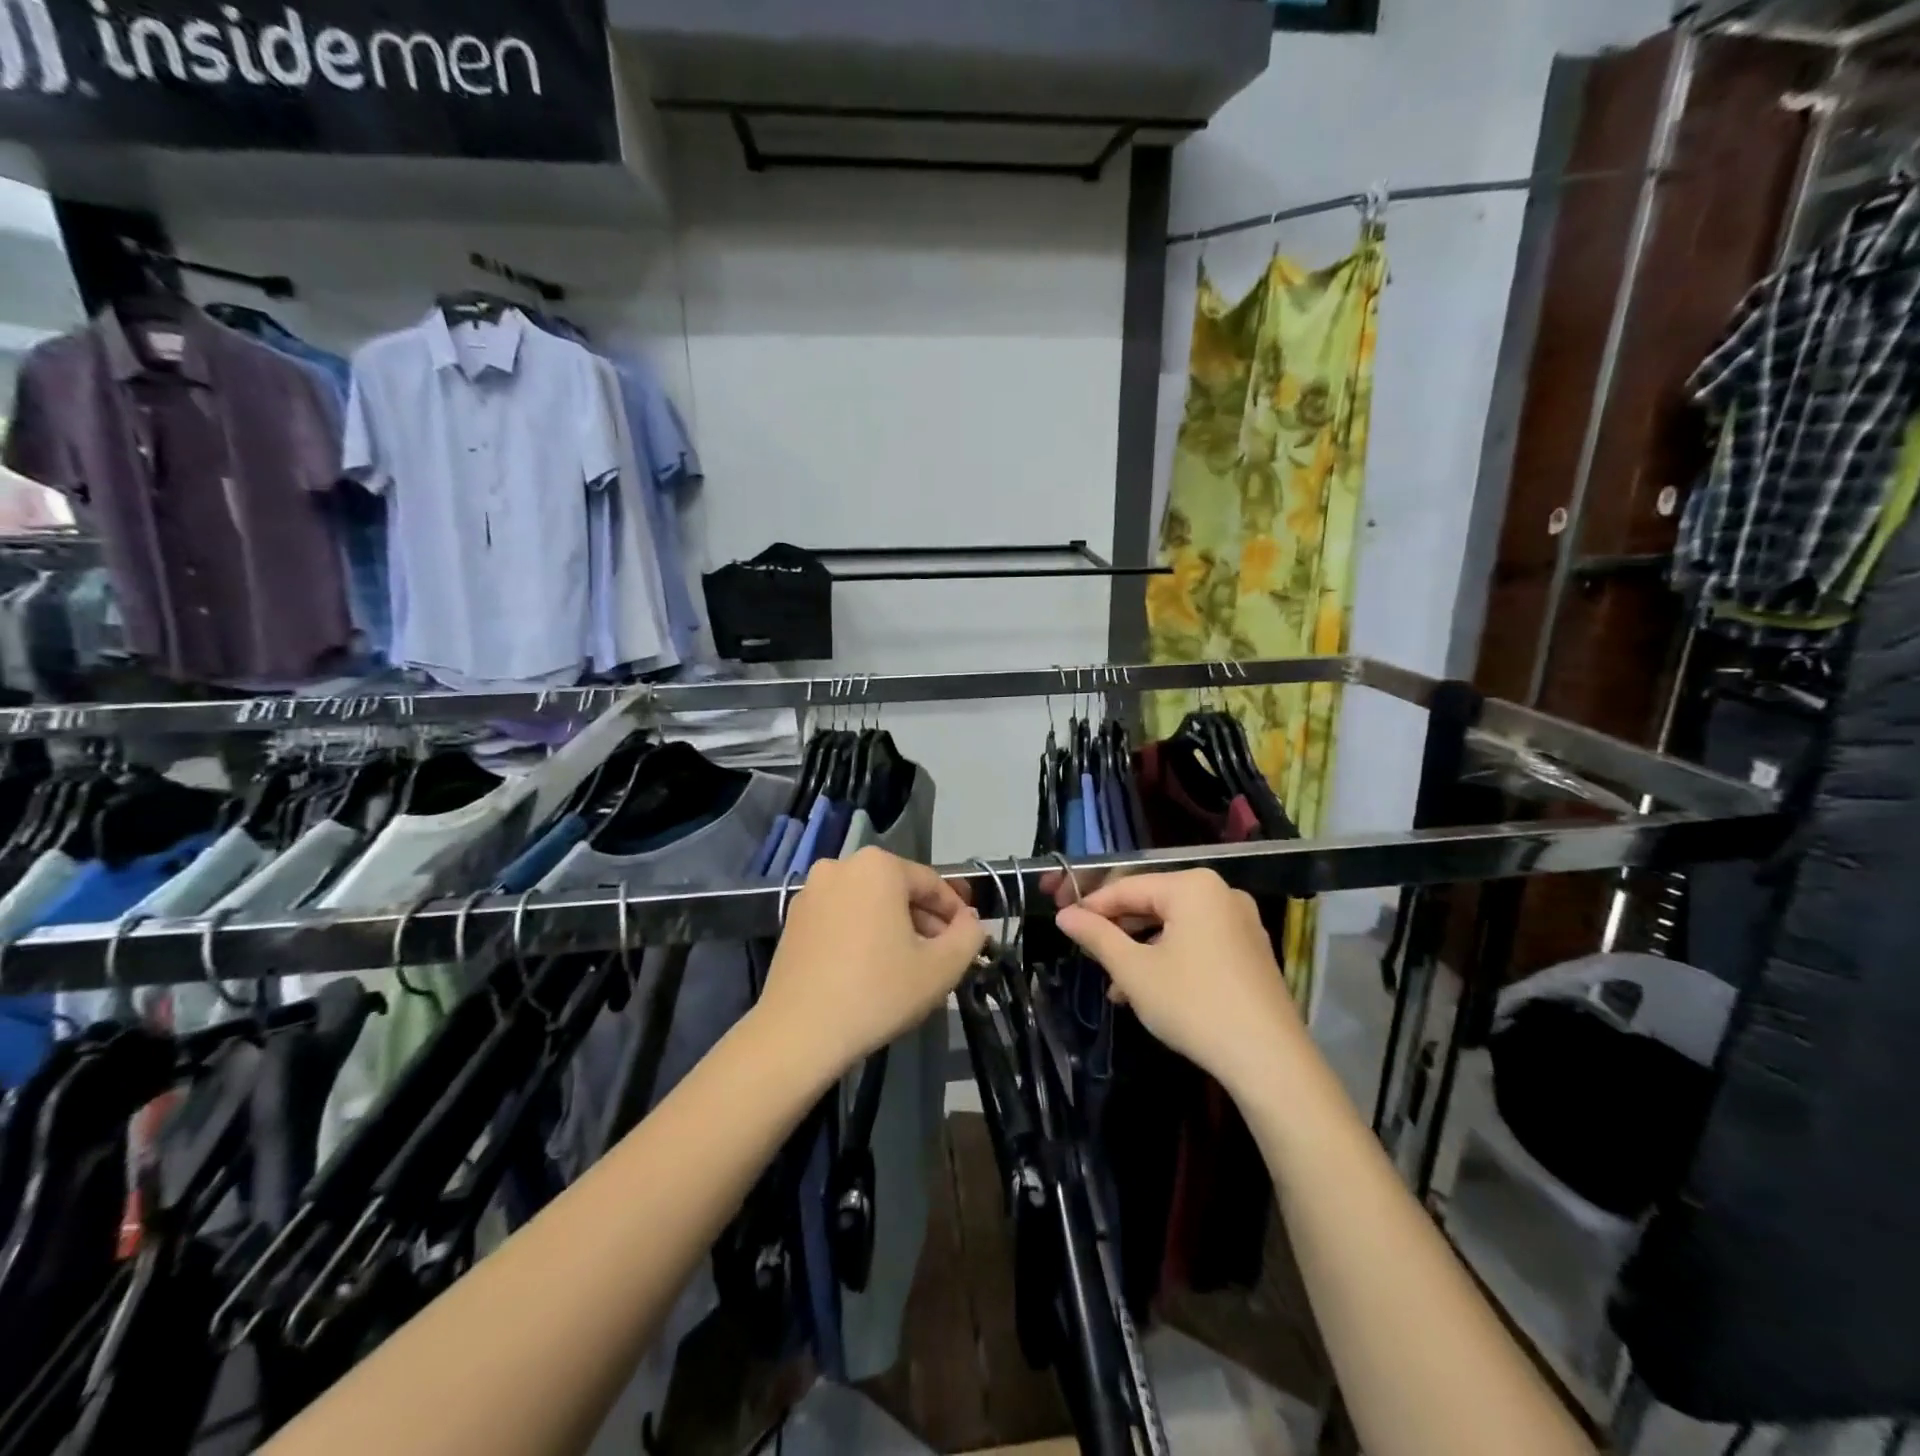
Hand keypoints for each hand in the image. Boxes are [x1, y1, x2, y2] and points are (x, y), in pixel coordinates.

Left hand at [758, 847, 985, 1079]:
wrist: (799, 1032)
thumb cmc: (877, 991)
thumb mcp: (941, 968)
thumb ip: (968, 936)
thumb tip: (972, 921)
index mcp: (878, 866)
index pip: (931, 884)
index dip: (956, 913)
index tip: (968, 940)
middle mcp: (841, 866)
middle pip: (898, 890)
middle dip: (924, 920)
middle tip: (942, 956)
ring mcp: (812, 891)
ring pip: (869, 903)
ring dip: (894, 927)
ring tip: (909, 965)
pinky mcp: (793, 918)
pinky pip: (842, 916)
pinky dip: (862, 933)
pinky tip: (871, 968)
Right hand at [1056, 870, 1303, 1098]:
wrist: (1269, 1060)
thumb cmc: (1193, 1004)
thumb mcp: (1134, 970)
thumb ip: (1096, 936)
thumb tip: (1064, 915)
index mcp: (1193, 887)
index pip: (1127, 887)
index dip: (1091, 906)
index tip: (1064, 923)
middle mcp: (1221, 893)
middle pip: (1153, 903)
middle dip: (1118, 930)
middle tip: (1087, 952)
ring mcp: (1241, 922)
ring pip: (1175, 926)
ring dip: (1141, 950)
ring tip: (1114, 984)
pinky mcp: (1251, 951)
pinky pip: (1198, 942)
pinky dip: (1170, 958)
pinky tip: (1149, 991)